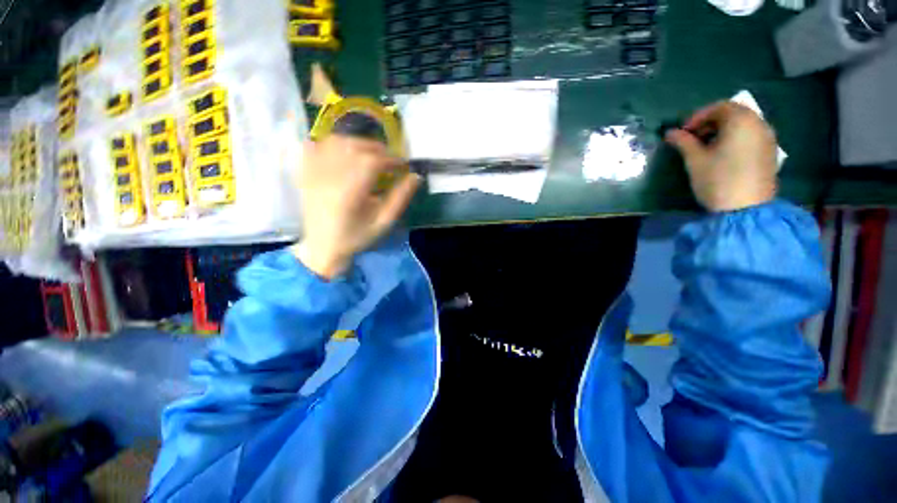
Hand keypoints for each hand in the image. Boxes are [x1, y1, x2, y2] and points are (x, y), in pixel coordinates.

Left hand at [292, 136, 420, 279]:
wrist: (323, 247)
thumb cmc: (356, 237)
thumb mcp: (383, 222)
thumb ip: (400, 199)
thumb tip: (416, 177)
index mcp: (350, 193)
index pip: (371, 162)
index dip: (390, 159)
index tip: (402, 165)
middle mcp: (329, 178)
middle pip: (353, 147)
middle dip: (376, 148)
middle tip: (389, 159)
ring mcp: (313, 174)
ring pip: (335, 142)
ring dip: (357, 143)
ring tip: (370, 154)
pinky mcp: (305, 174)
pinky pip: (314, 146)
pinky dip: (330, 143)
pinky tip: (343, 151)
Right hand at [665, 102, 777, 211]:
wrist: (746, 209)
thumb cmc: (717, 180)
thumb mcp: (695, 160)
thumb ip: (683, 142)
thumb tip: (670, 132)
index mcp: (740, 121)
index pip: (718, 107)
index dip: (697, 117)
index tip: (682, 132)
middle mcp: (758, 123)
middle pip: (733, 112)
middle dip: (711, 122)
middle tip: (693, 138)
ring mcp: (768, 137)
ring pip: (743, 124)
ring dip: (723, 130)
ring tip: (707, 147)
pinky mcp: (770, 151)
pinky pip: (751, 135)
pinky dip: (736, 138)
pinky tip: (724, 154)